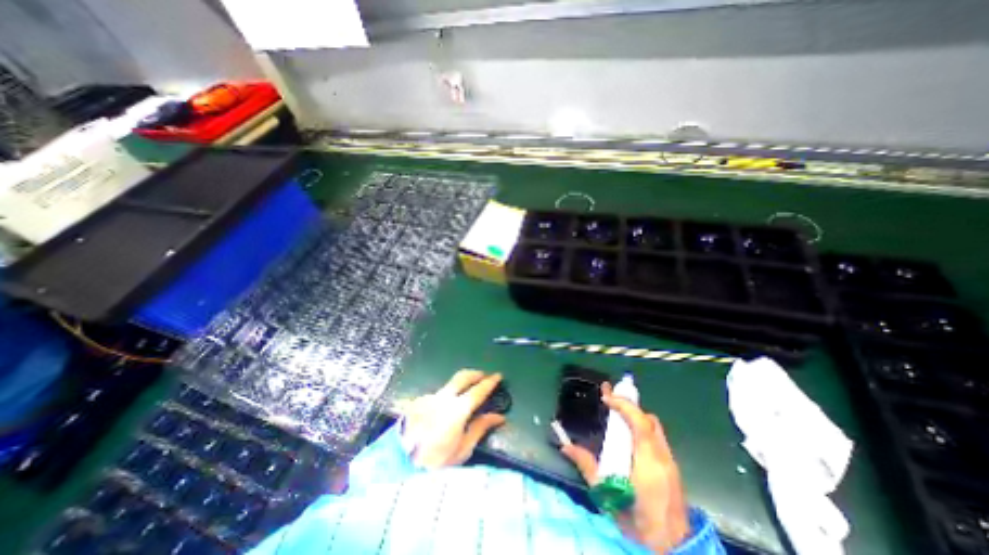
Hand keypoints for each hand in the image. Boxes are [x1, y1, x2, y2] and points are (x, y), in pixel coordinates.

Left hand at [404, 370, 509, 469]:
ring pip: (448, 385)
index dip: (490, 382)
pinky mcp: (418, 402)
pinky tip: (443, 412)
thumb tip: (498, 417)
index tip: (498, 376)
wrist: (398, 465)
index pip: (478, 390)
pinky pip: (437, 395)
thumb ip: (480, 428)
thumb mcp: (462, 450)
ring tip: (465, 396)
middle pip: (462, 376)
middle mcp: (443, 398)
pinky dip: (446, 398)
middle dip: (475, 373)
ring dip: (460, 385)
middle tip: (484, 376)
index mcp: (457, 410)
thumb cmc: (435, 462)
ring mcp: (429, 398)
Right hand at [559, 384, 689, 551]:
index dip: (623, 404)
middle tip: (609, 398)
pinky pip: (658, 438)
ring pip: (655, 427)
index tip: (606, 397)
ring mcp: (670, 461)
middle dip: (629, 406)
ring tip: (618, 414)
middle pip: (648, 419)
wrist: (673, 549)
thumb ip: (587, 467)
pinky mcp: (673, 468)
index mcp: (648, 460)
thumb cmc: (637, 521)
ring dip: (636, 416)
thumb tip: (566, 447)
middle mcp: (662, 455)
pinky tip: (630, 436)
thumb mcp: (607, 493)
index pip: (638, 421)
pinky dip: (643, 428)